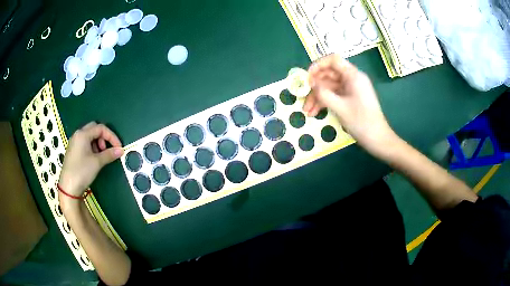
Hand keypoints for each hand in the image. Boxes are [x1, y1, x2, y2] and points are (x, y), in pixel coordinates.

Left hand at [59, 122, 123, 199]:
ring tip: (100, 156)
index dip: (111, 136)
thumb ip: (109, 154)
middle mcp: (78, 135)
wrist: (68, 187)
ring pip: (89, 136)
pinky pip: (85, 143)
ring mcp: (74, 142)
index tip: (118, 147)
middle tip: (107, 150)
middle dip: (103, 138)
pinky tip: (93, 159)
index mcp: (83, 134)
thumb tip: (121, 150)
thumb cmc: (82, 172)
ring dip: (98, 143)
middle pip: (94, 129)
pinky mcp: (73, 151)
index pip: (101, 128)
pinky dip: (92, 147)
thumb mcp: (97, 163)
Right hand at [303, 54, 394, 149]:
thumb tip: (310, 83)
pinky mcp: (350, 99)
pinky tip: (314, 113)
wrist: (377, 139)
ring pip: (329, 87)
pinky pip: (334, 96)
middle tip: (302, 97)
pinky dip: (324, 103)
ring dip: (317, 97)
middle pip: (329, 75)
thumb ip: (323, 93)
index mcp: (353, 75)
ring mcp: (351, 89)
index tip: (307, 77)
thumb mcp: (340, 107)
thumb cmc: (361, 122)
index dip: (318, 65)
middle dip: (314, 86)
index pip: (333, 60)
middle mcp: (352, 79)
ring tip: (307, 111)